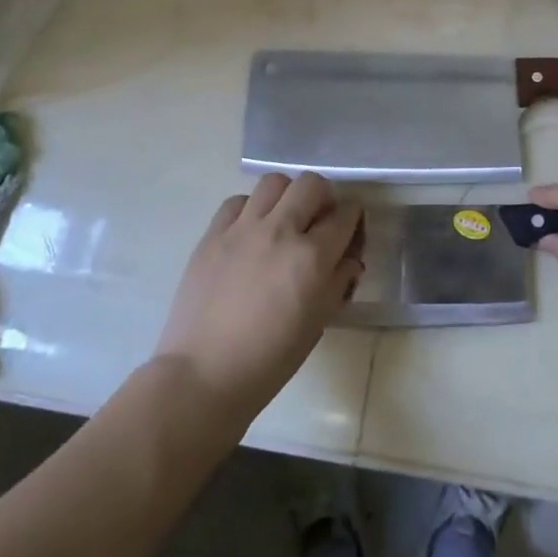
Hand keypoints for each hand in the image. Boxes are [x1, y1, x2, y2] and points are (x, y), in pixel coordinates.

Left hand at [154, 173, 364, 424]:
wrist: (204, 374)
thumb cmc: (269, 360)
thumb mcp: (318, 323)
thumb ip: (338, 282)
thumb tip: (350, 259)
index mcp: (312, 257)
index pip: (345, 215)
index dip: (353, 219)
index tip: (349, 231)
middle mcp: (280, 231)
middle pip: (311, 184)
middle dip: (324, 197)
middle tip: (318, 220)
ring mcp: (242, 229)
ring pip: (274, 182)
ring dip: (287, 196)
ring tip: (283, 219)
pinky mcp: (212, 234)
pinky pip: (237, 201)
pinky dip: (250, 209)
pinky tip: (250, 232)